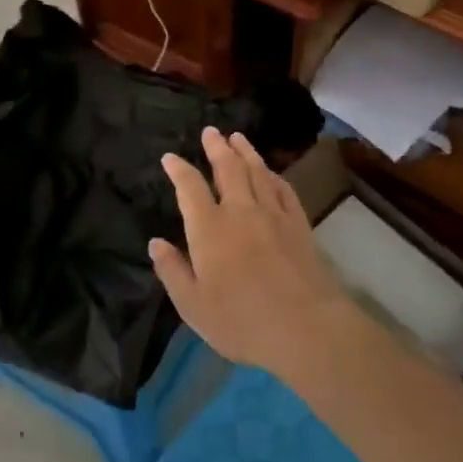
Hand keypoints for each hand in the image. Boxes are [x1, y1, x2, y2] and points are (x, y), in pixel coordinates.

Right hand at [151, 127, 354, 379]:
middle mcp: (240, 211)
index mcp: (209, 229)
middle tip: (210, 132)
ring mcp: (273, 215)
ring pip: (257, 172)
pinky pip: (284, 190)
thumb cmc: (242, 322)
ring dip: (245, 152)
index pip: (190, 187)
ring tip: (238, 137)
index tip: (170, 158)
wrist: (307, 329)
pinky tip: (271, 173)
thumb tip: (155, 243)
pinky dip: (274, 176)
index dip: (178, 170)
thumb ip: (172, 271)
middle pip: (227, 169)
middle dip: (216, 148)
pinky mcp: (299, 225)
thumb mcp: (193, 306)